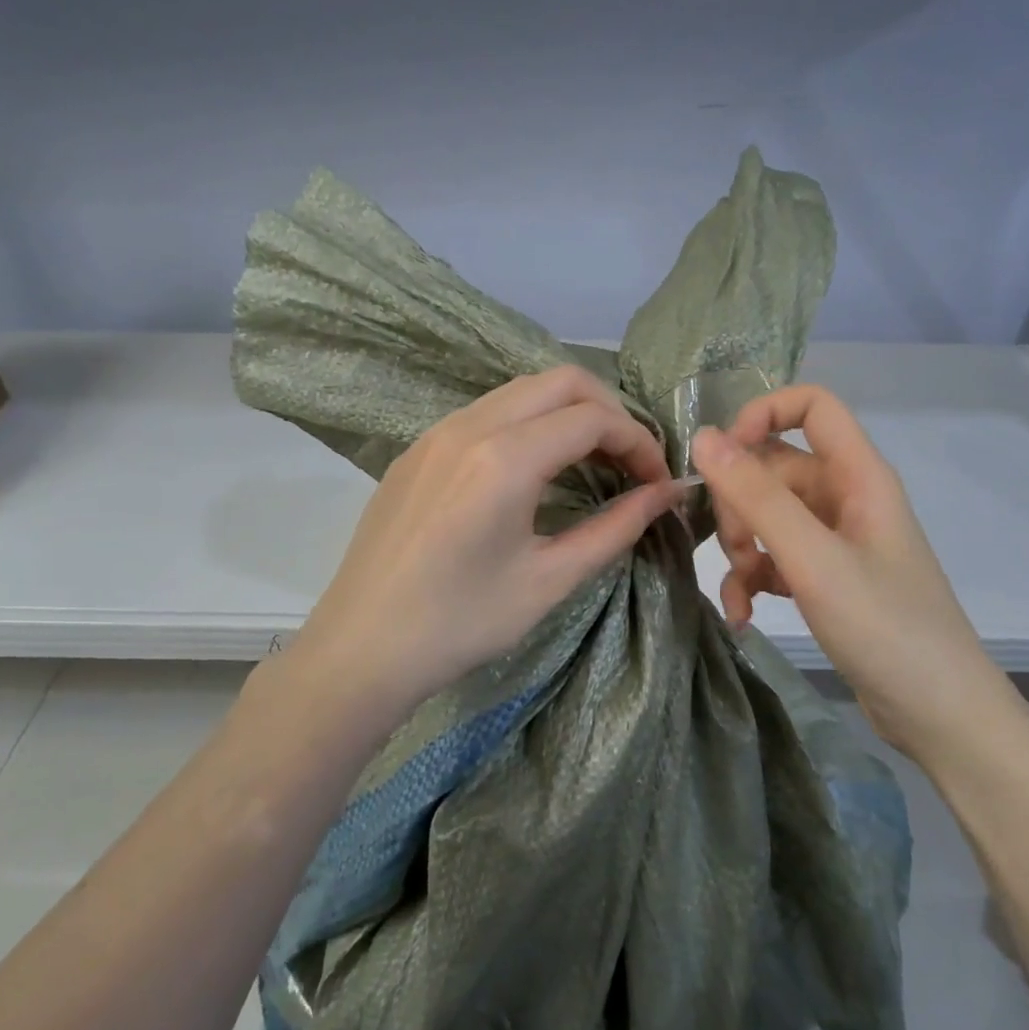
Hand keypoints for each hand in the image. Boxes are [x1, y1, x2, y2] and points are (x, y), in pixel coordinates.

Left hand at [292, 365, 683, 726]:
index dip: (640, 443)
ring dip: (568, 413)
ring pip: (521, 391)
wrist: (361, 648)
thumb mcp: (549, 580)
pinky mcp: (418, 449)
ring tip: (592, 464)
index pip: (594, 418)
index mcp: (505, 458)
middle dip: (610, 412)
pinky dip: (529, 423)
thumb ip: (616, 528)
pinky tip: (535, 471)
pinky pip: (487, 412)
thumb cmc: (460, 623)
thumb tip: (666, 494)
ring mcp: (437, 433)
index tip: (658, 483)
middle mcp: (469, 426)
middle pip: (561, 381)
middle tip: (631, 464)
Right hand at [691, 385, 1017, 759]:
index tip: (722, 457)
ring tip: (741, 592)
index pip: (812, 406)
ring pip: (768, 516)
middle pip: (775, 468)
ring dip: (741, 548)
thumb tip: (703, 438)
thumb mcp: (814, 559)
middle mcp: (846, 498)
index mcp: (858, 475)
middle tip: (734, 550)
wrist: (939, 714)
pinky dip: (753, 579)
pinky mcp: (826, 578)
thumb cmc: (885, 628)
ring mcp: (836, 540)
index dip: (762, 415)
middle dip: (741, 504)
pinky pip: (775, 558)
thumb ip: (758, 497)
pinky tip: (743, 615)